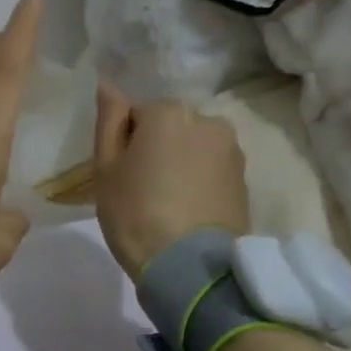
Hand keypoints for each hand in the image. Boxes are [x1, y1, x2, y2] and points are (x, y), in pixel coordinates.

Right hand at [91, 85, 248, 278]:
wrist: (189, 266)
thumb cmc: (135, 213)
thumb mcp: (106, 168)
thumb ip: (108, 121)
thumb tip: (108, 85)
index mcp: (168, 112)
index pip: (136, 115)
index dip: (125, 145)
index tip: (121, 175)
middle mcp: (207, 120)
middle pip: (170, 128)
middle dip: (157, 149)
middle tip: (141, 191)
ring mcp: (231, 151)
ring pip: (193, 148)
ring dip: (180, 165)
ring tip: (167, 204)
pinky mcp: (245, 180)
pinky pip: (211, 171)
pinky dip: (199, 183)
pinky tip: (187, 212)